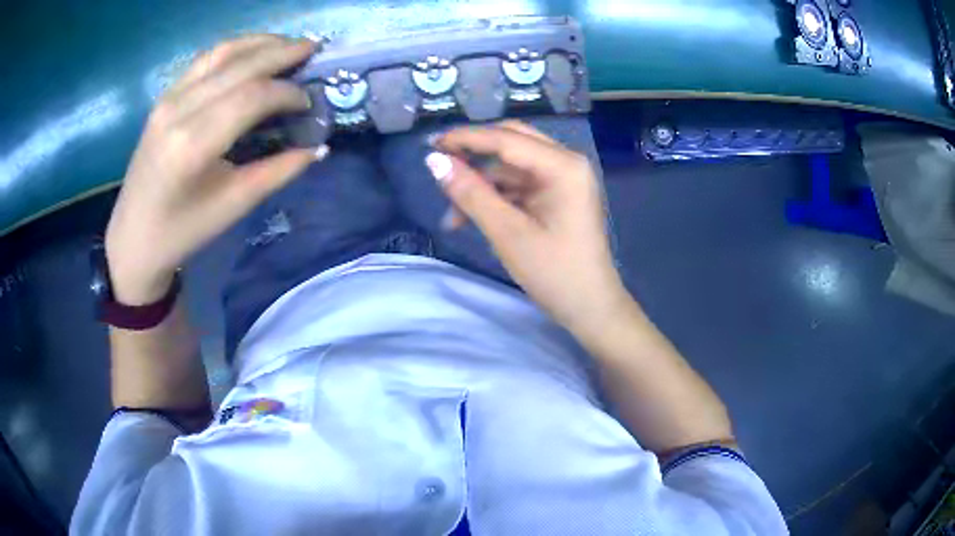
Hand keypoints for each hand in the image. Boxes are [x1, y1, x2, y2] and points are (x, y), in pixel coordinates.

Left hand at [105, 34, 325, 303]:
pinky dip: (235, 50)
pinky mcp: (164, 98)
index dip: (287, 92)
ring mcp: (167, 99)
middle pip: (240, 64)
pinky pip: (204, 61)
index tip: (309, 102)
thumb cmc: (182, 232)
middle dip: (282, 52)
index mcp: (192, 144)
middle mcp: (178, 110)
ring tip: (289, 44)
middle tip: (314, 48)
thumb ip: (277, 172)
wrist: (133, 239)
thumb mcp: (232, 207)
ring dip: (259, 43)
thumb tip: (318, 147)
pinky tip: (253, 53)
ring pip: (221, 52)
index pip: (251, 96)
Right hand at [428, 121, 628, 333]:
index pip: (506, 139)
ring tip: (453, 219)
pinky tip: (473, 219)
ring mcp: (564, 179)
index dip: (465, 139)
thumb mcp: (507, 233)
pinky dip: (495, 198)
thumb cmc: (554, 273)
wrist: (590, 308)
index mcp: (563, 165)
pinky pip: (519, 185)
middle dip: (473, 157)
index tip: (429, 144)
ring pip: (511, 167)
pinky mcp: (558, 195)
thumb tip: (434, 161)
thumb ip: (470, 193)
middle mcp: (566, 162)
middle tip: (438, 169)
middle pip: (511, 143)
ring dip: (481, 186)